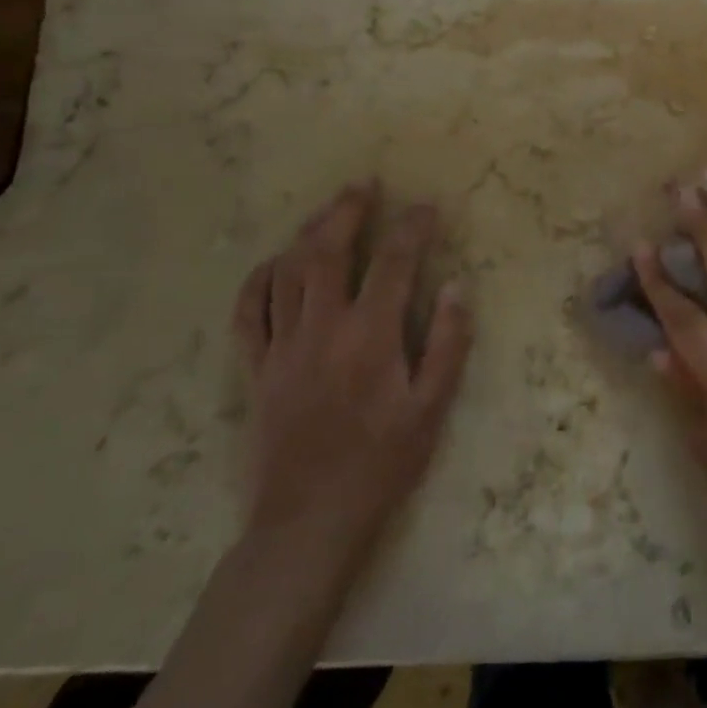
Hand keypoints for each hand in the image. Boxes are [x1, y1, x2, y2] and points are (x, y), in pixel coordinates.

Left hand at [231, 183, 471, 592]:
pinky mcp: (256, 369)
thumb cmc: (381, 464)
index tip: (427, 206)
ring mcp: (282, 347)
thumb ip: (447, 343)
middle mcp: (322, 329)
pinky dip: (258, 280)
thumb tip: (457, 286)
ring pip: (288, 273)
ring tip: (327, 209)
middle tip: (364, 184)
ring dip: (307, 233)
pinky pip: (249, 313)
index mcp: (370, 336)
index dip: (413, 228)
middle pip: (329, 252)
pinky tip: (274, 263)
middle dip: (348, 212)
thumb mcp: (432, 408)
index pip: (395, 263)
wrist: (308, 523)